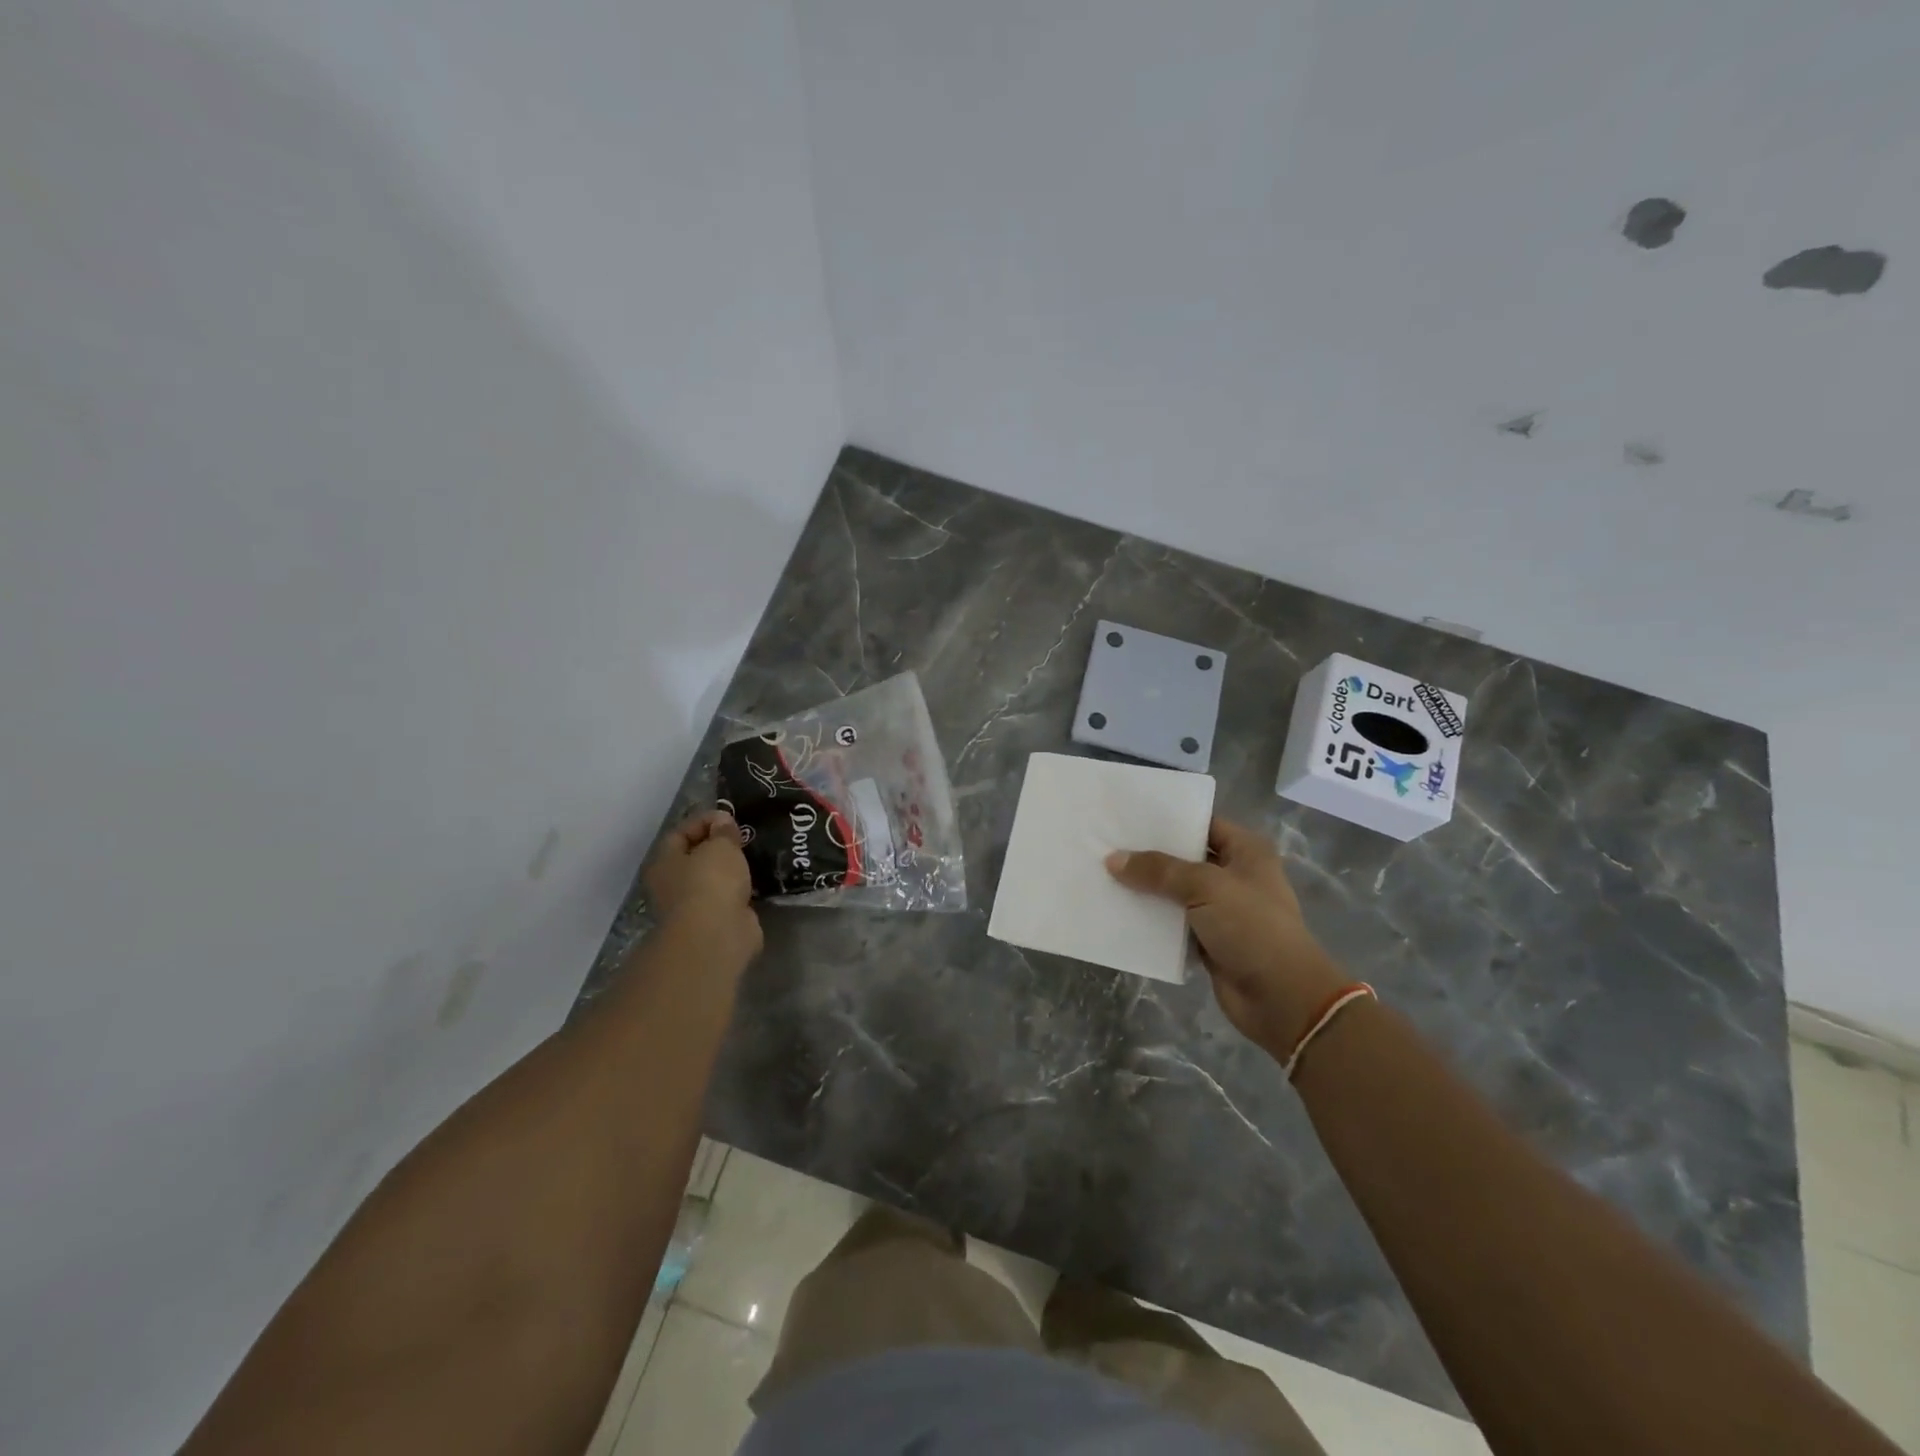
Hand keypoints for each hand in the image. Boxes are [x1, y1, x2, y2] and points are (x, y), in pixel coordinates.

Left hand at [646, 811, 761, 963]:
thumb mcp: (720, 845)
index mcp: (664, 863)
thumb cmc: (710, 882)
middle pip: (696, 857)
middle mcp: (672, 885)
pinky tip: (760, 880)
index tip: (730, 817)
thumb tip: (723, 822)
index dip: (703, 821)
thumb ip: (723, 831)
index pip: (679, 833)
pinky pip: (729, 898)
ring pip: (714, 879)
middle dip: (719, 846)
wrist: (717, 936)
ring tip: (756, 856)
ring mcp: (693, 907)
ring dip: (732, 870)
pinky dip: (742, 890)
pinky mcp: (715, 923)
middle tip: (745, 836)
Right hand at [1106, 817, 1347, 1054]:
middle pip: (1184, 858)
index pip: (1202, 824)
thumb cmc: (1252, 928)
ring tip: (1103, 874)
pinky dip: (1151, 920)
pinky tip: (1118, 911)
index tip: (1127, 816)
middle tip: (1106, 843)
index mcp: (1246, 851)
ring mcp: (1222, 910)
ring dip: (1146, 889)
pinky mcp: (1209, 940)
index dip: (1168, 820)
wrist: (1281, 999)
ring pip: (1175, 892)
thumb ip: (1159, 870)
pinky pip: (1172, 923)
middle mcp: (1234, 875)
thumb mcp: (1205, 887)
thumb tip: (1113, 860)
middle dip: (1149, 854)